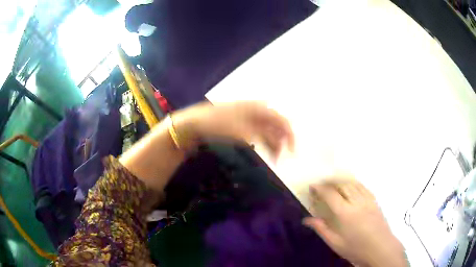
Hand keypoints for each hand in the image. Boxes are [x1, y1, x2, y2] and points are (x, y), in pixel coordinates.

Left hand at [173, 101, 294, 158]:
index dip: (290, 135)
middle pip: (277, 126)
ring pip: (269, 131)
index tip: (292, 152)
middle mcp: (258, 111)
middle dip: (282, 142)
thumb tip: (278, 141)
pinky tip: (266, 152)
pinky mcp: (245, 125)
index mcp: (258, 108)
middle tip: (281, 159)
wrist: (197, 123)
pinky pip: (261, 134)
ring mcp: (251, 118)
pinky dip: (265, 143)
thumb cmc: (217, 123)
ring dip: (274, 144)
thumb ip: (261, 135)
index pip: (281, 120)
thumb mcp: (240, 130)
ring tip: (274, 159)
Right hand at [303, 178, 406, 266]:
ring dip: (341, 180)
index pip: (330, 194)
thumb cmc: (356, 248)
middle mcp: (356, 201)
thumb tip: (307, 220)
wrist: (380, 248)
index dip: (320, 188)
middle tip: (321, 184)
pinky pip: (362, 186)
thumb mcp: (335, 243)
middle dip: (330, 181)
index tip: (312, 186)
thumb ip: (322, 229)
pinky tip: (351, 186)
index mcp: (345, 213)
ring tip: (333, 182)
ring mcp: (367, 199)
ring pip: (353, 183)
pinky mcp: (374, 200)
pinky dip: (353, 183)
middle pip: (342, 184)